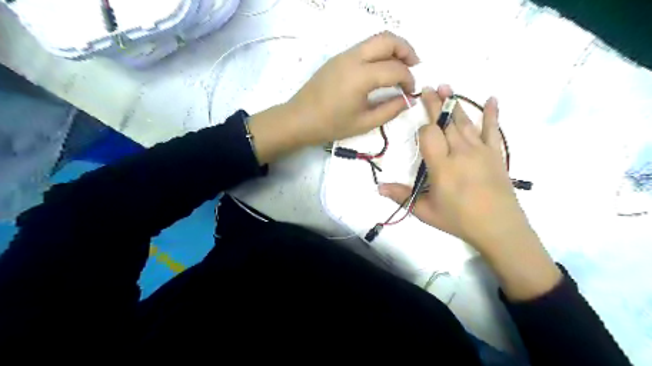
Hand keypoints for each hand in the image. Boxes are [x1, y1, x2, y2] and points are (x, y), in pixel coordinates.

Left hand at [288, 31, 419, 145]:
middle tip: (414, 68)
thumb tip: (409, 100)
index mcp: (361, 76)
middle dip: (406, 51)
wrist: (298, 120)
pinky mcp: (337, 58)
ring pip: (375, 40)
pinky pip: (364, 47)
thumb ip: (390, 109)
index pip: (395, 69)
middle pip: (388, 40)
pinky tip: (380, 70)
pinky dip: (378, 53)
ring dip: (392, 49)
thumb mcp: (364, 123)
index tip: (411, 93)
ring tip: (400, 68)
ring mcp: (343, 55)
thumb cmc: (331, 125)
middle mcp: (353, 58)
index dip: (409, 80)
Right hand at [378, 84, 529, 252]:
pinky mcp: (496, 153)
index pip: (429, 134)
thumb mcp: (425, 211)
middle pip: (445, 122)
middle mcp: (460, 152)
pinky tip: (492, 98)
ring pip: (464, 121)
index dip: (423, 128)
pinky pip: (493, 129)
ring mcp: (480, 150)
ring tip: (446, 87)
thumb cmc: (458, 220)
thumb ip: (402, 196)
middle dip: (435, 104)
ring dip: (455, 103)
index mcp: (442, 165)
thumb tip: (378, 187)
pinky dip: (492, 114)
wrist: (499, 228)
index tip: (420, 128)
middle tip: (428, 87)